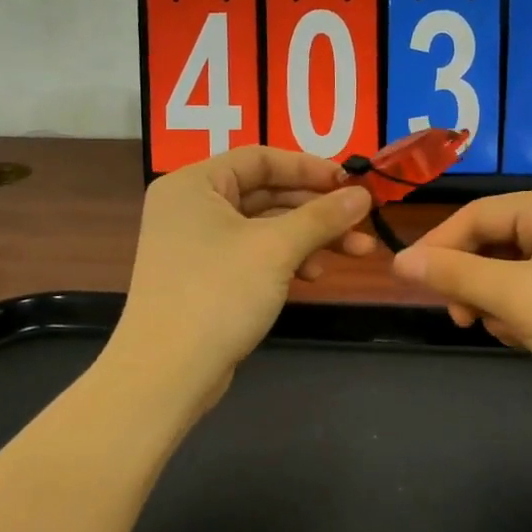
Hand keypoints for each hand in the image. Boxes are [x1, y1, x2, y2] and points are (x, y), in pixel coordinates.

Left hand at [113, 147, 374, 398]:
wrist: (167, 373)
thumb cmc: (218, 294)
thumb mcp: (276, 249)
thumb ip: (322, 217)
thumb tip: (363, 194)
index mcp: (193, 184)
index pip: (260, 158)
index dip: (309, 168)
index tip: (351, 183)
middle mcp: (190, 206)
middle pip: (265, 193)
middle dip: (317, 209)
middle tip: (362, 221)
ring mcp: (196, 244)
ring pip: (264, 227)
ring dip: (310, 237)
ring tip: (356, 252)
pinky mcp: (205, 277)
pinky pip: (253, 253)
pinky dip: (286, 259)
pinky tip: (313, 275)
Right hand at [390, 185, 531, 425]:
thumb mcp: (519, 299)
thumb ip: (455, 275)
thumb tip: (398, 261)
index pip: (480, 213)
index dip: (440, 245)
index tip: (408, 281)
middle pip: (495, 241)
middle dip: (474, 281)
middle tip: (462, 320)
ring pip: (510, 269)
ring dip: (496, 301)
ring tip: (507, 333)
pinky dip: (520, 312)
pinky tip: (527, 338)